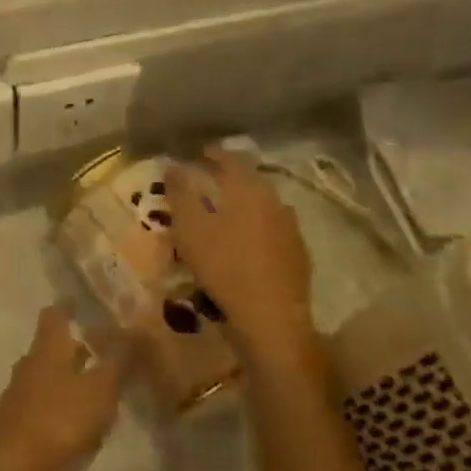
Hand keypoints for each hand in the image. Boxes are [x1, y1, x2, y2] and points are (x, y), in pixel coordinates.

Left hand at [0, 306, 122, 470]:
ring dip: (68, 377)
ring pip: (47, 375)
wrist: (9, 464)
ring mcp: (19, 392)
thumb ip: (117, 362)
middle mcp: (30, 363)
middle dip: (74, 347)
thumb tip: (133, 330)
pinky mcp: (16, 420)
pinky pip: (42, 402)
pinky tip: (76, 423)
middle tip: (100, 350)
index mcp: (49, 348)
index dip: (68, 306)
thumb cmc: (58, 417)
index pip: (55, 314)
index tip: (81, 303)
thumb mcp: (99, 390)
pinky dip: (60, 404)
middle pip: (51, 346)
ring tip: (95, 390)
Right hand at [166, 146, 317, 367]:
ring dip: (243, 204)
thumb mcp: (189, 228)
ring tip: (224, 214)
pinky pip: (272, 228)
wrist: (272, 317)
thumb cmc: (224, 266)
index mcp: (247, 188)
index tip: (199, 153)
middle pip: (249, 180)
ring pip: (262, 205)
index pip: (230, 158)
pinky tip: (245, 242)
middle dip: (228, 178)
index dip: (213, 153)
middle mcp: (273, 200)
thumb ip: (180, 193)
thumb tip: (173, 164)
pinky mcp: (297, 252)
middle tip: (209, 183)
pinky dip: (256, 227)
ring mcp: (290, 226)